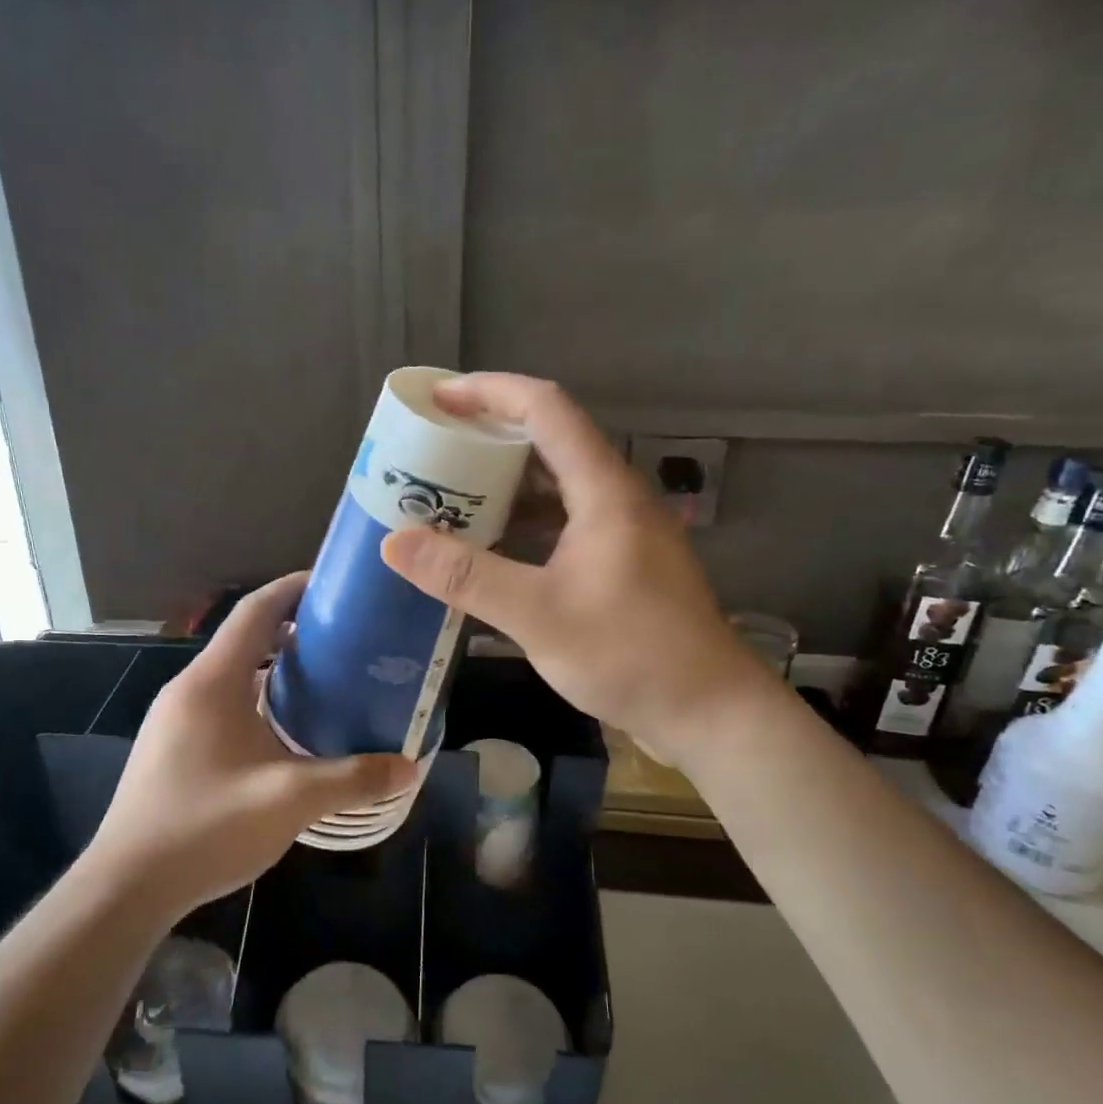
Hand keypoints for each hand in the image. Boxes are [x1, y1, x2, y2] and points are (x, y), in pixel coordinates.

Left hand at [80, 574, 416, 919]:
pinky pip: (222, 703)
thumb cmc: (206, 827)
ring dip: (276, 668)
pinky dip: (258, 698)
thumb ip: (353, 778)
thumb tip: (409, 765)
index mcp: (213, 681)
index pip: (256, 610)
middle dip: (295, 630)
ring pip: (234, 674)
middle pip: (246, 638)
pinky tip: (287, 732)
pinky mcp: (173, 747)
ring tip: (327, 681)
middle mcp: (190, 688)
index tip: (336, 584)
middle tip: (347, 639)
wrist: (127, 886)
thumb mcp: (290, 800)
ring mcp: (175, 718)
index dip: (294, 588)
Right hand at [380, 374, 774, 766]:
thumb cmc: (631, 654)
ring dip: (503, 487)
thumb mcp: (538, 614)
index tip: (439, 398)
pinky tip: (489, 549)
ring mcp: (621, 532)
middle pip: (548, 443)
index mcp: (603, 490)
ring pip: (555, 487)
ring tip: (448, 497)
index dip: (490, 392)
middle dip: (487, 440)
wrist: (708, 711)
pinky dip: (522, 526)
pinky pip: (562, 524)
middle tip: (432, 453)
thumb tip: (394, 542)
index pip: (546, 409)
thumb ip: (466, 576)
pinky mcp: (621, 564)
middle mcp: (615, 498)